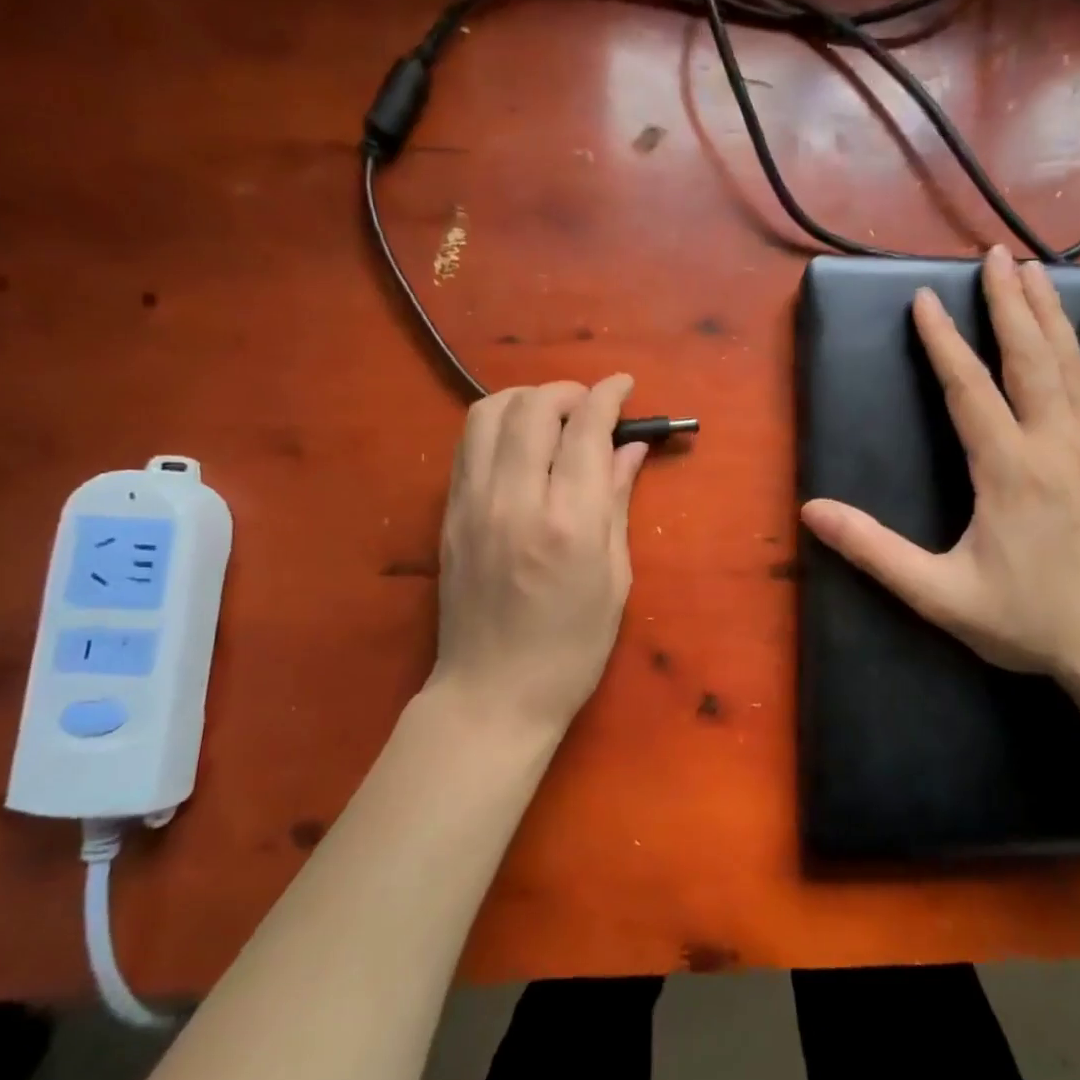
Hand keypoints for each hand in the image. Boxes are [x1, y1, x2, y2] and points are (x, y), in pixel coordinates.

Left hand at [431, 375, 648, 735]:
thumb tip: (631, 449)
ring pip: (489, 412)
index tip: (623, 385)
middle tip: (591, 407)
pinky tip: (518, 445)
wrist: (492, 693)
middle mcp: (516, 499)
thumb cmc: (572, 649)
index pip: (587, 429)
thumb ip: (618, 503)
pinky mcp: (448, 513)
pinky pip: (467, 444)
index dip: (608, 395)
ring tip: (552, 418)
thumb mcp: (614, 579)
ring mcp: (473, 503)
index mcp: (570, 522)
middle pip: (535, 406)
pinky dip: (496, 425)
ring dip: (526, 399)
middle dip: (568, 391)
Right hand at [801, 247, 1079, 682]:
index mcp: (1007, 468)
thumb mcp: (938, 593)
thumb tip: (813, 511)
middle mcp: (1055, 443)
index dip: (942, 341)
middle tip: (994, 254)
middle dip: (1007, 302)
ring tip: (1034, 269)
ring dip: (1050, 313)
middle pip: (1028, 356)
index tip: (925, 299)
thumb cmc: (1028, 621)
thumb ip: (874, 550)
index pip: (968, 388)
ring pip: (1073, 364)